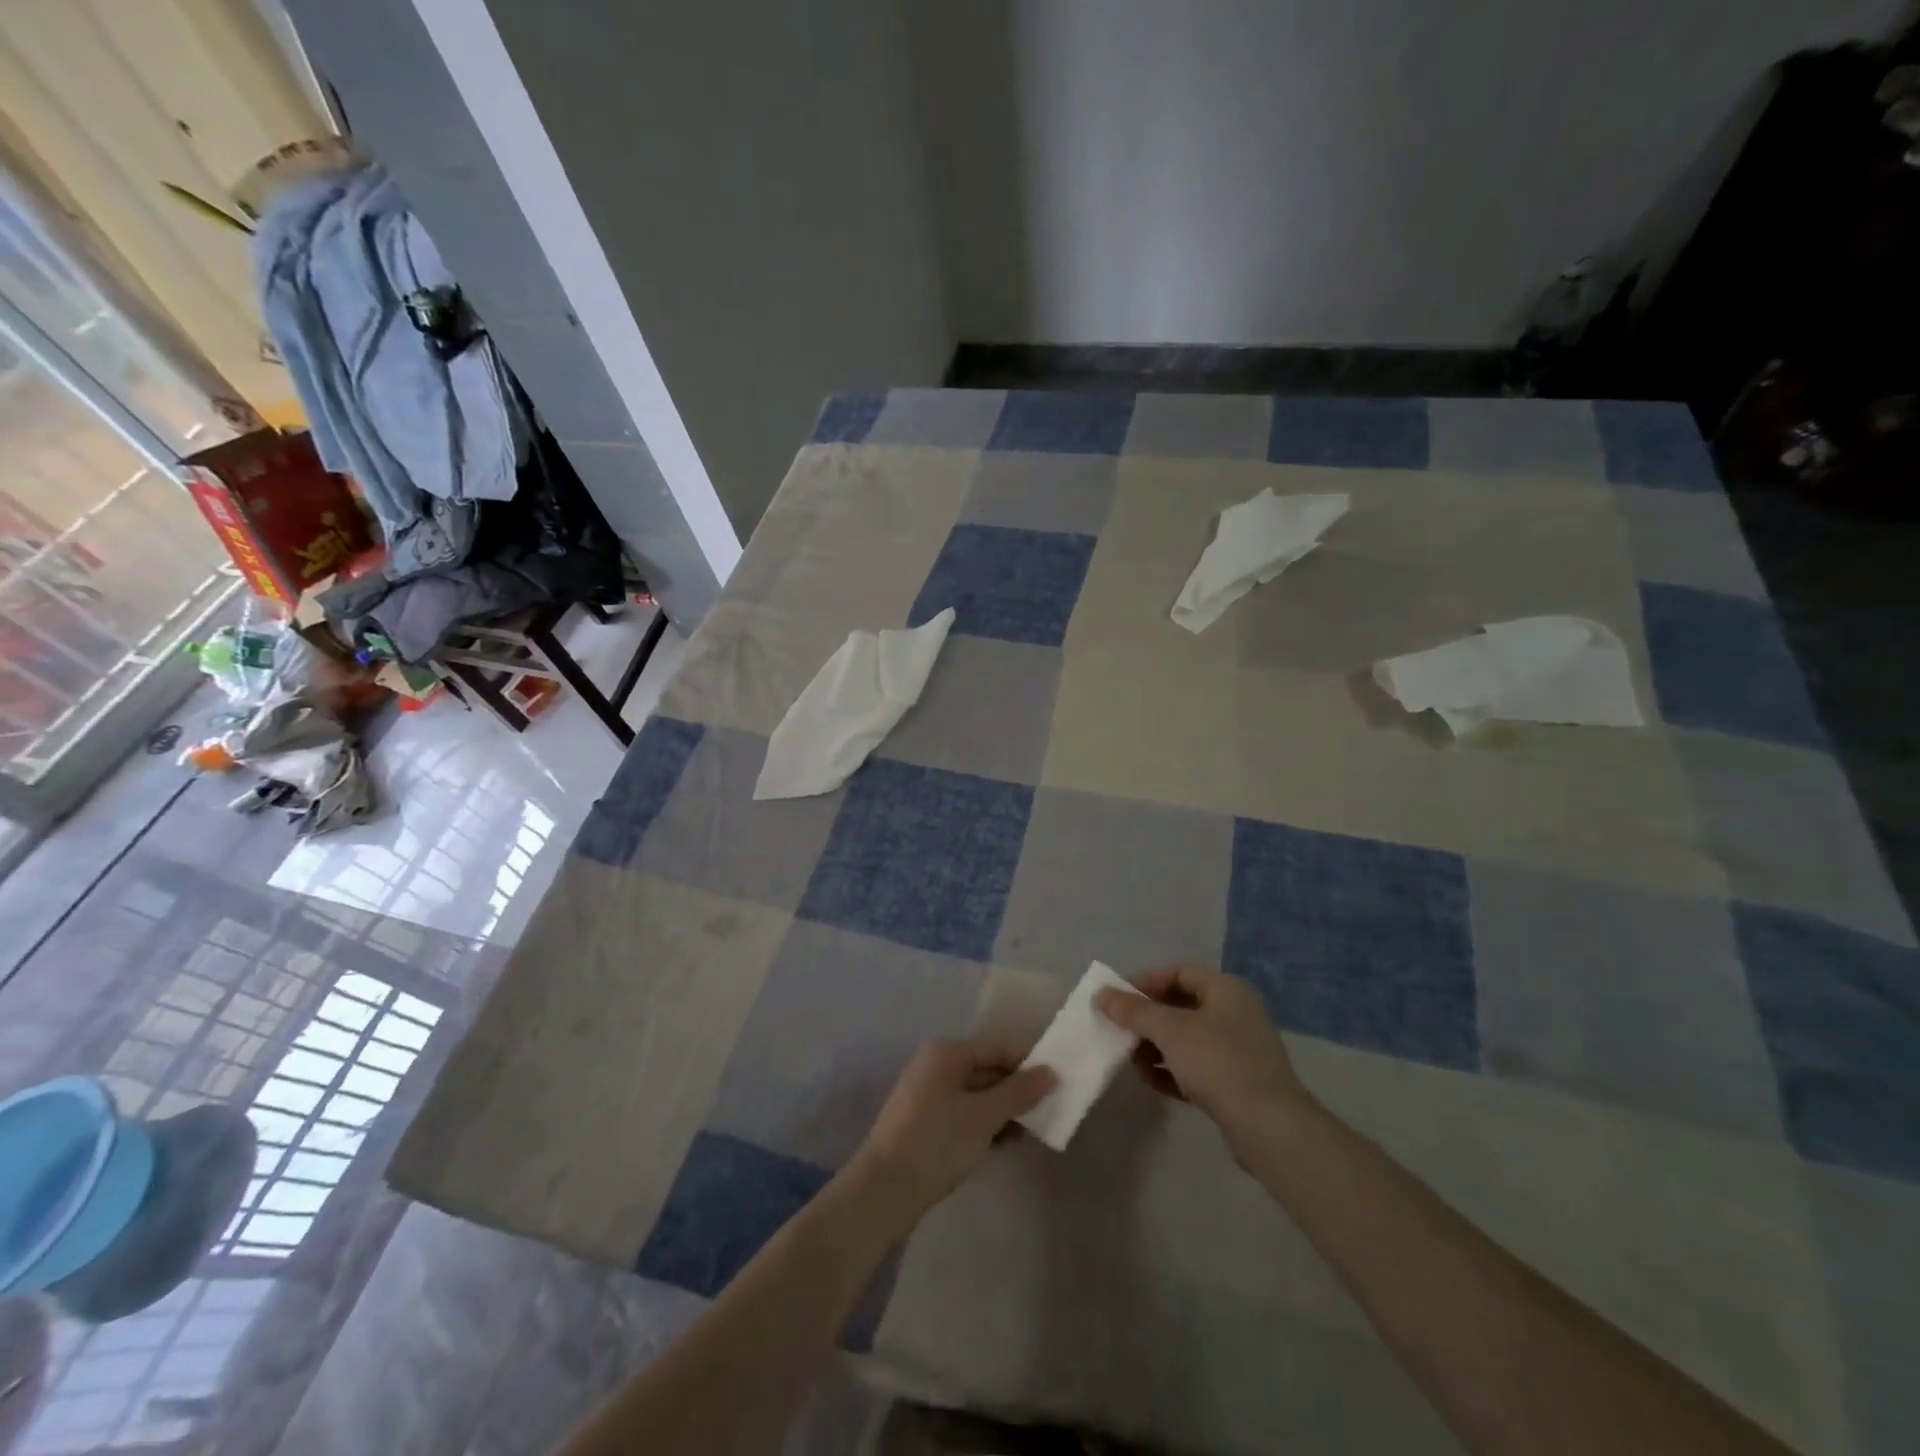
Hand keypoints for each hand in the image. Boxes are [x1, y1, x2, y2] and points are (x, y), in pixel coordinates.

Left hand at [847, 1039, 1055, 1230]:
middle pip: (989, 1069)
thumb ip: (1019, 1092)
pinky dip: (986, 1125)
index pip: (999, 1047)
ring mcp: (929, 1095)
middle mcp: (937, 1066)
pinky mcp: (926, 1123)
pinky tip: (1007, 1144)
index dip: (1029, 1064)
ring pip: (978, 1095)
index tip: (1058, 1086)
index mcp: (947, 1053)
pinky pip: (966, 1114)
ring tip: (1034, 1133)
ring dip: (1005, 1111)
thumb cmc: (936, 1143)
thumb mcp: (983, 1116)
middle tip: (1051, 1113)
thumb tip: (1051, 1072)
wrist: (883, 1191)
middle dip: (1018, 1091)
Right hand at [1096, 965, 1307, 1130]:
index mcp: (1226, 989)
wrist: (1269, 1127)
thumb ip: (1133, 1010)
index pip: (1178, 972)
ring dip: (1156, 1047)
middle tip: (1119, 1031)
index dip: (1145, 982)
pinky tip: (1152, 1081)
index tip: (1117, 1000)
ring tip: (1131, 1061)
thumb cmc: (1218, 1062)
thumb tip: (1101, 994)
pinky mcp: (1236, 1082)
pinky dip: (1173, 1070)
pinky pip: (1196, 1066)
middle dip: (1147, 1019)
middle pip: (1180, 1005)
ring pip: (1186, 1038)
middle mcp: (1235, 1013)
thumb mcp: (1169, 1030)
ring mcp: (1238, 1049)